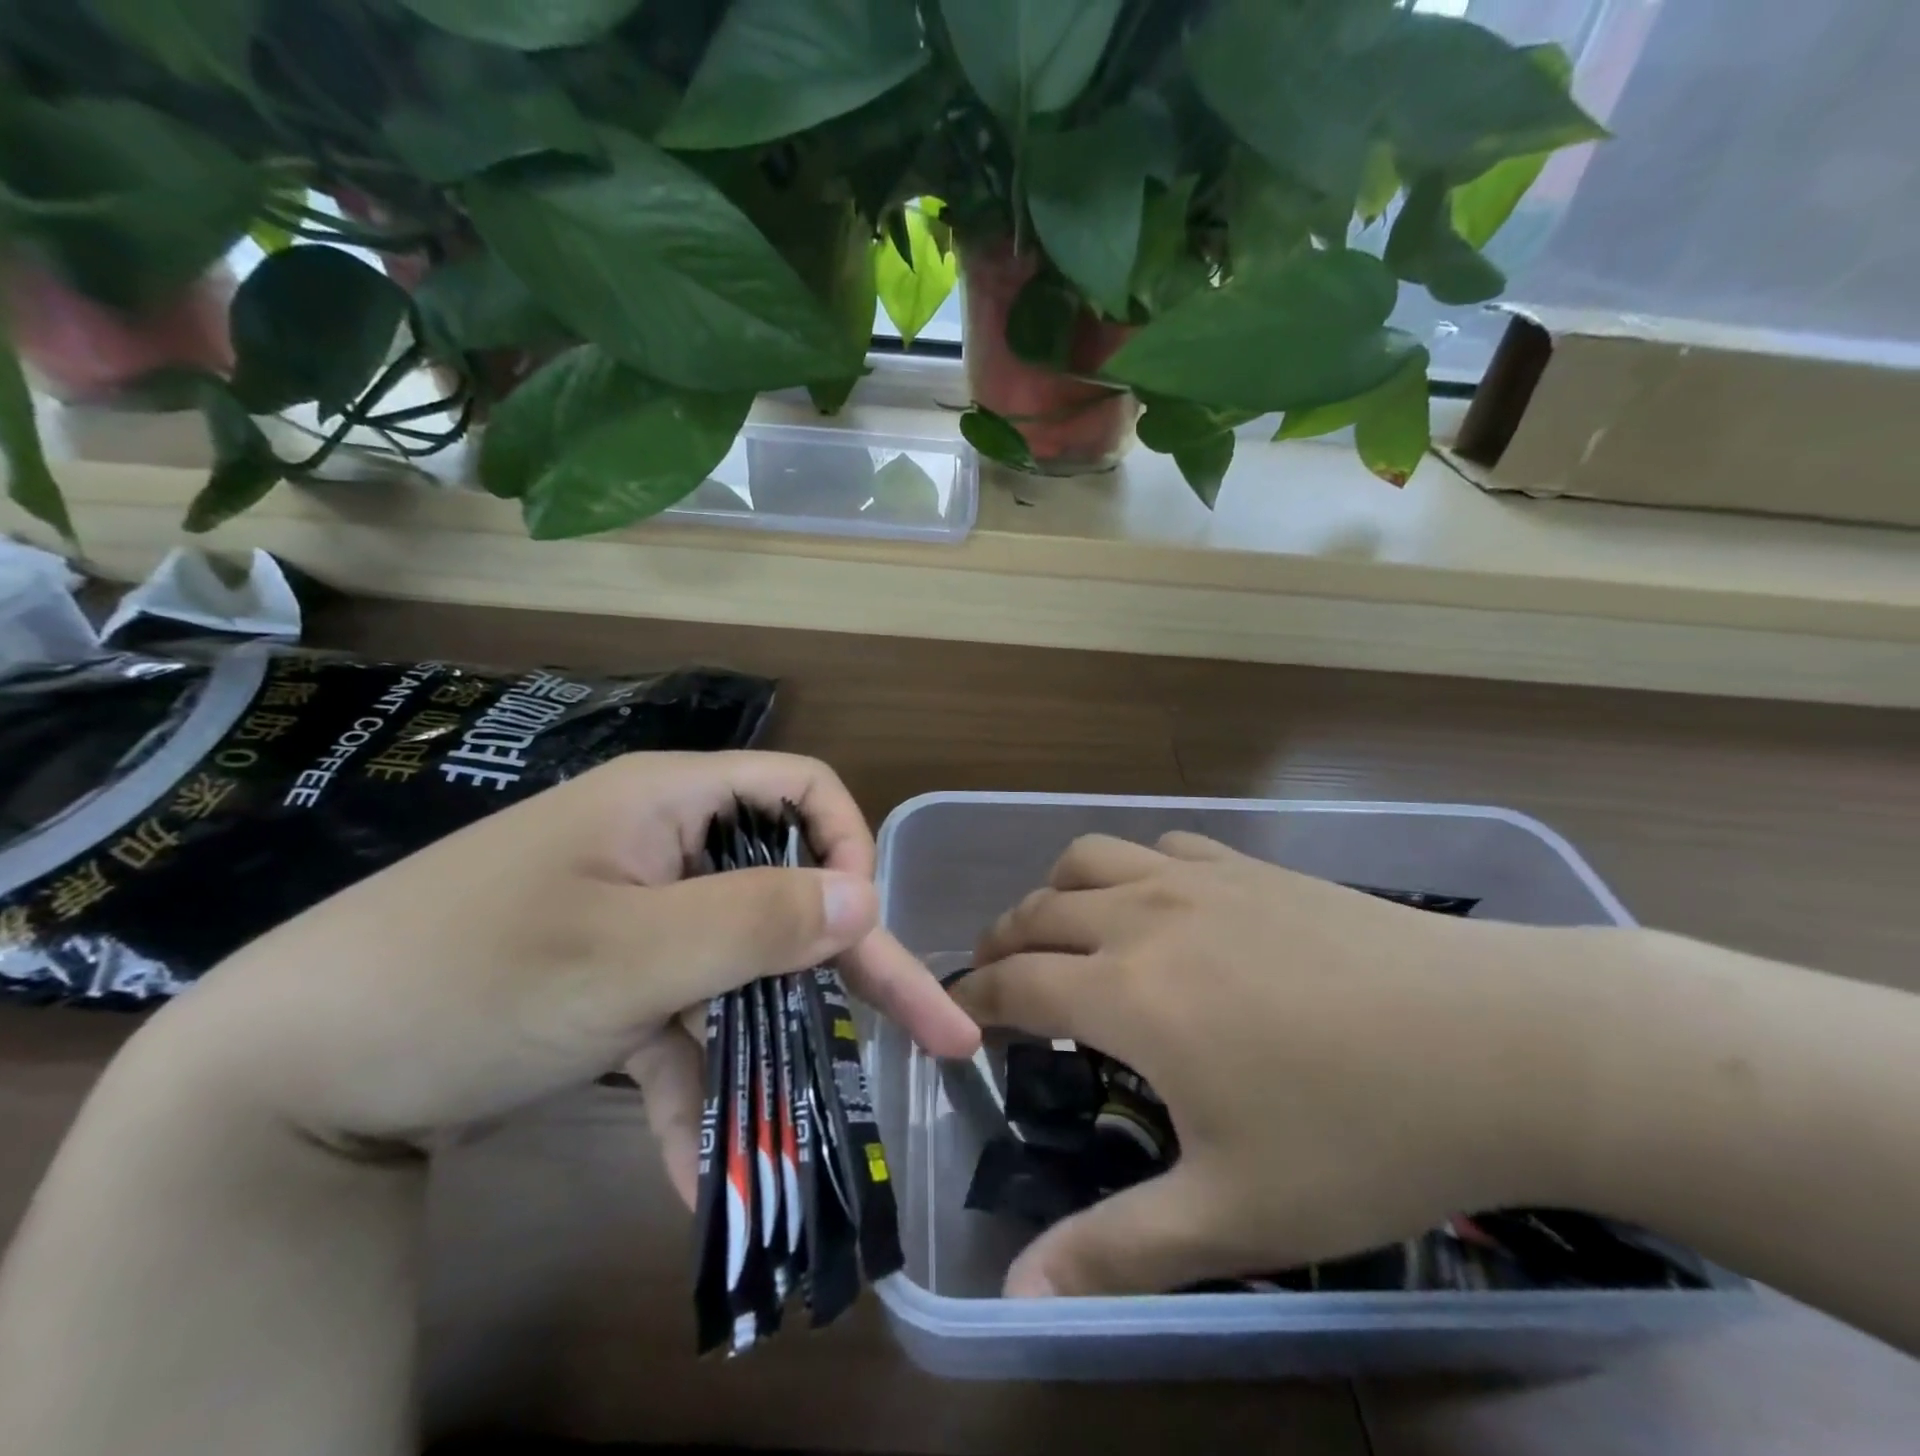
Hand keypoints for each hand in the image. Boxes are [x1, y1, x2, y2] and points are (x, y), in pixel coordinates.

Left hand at [135, 752, 979, 1189]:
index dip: (848, 847)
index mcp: (670, 803)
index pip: (801, 791)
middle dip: (852, 968)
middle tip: (933, 1034)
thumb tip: (866, 896)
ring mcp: (637, 919)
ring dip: (769, 1051)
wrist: (281, 1078)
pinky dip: (695, 1088)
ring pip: (739, 969)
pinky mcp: (610, 984)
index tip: (859, 927)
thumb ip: (759, 921)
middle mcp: (663, 849)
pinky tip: (703, 1176)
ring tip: (808, 1140)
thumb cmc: (472, 981)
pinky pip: (678, 1024)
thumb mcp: (630, 955)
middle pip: (784, 892)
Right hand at [953, 833, 1594, 1296]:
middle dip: (1001, 944)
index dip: (973, 1001)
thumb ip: (1116, 1252)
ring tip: (1061, 934)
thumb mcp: (1236, 1214)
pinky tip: (1155, 902)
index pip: (1014, 983)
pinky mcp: (1247, 863)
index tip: (959, 1021)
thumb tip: (1016, 1299)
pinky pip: (1158, 845)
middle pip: (1037, 911)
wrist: (1499, 1041)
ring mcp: (1197, 877)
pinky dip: (1129, 868)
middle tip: (998, 984)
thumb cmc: (1361, 1132)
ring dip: (1055, 893)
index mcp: (1127, 991)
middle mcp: (1143, 916)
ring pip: (1087, 859)